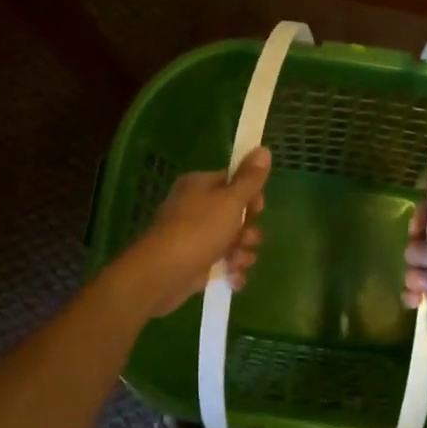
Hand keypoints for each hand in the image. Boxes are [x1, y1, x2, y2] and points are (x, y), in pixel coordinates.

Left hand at [120, 148, 269, 317]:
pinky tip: (233, 278)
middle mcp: (196, 207)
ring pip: (232, 241)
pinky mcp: (195, 262)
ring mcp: (195, 236)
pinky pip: (222, 262)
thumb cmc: (199, 230)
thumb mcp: (231, 201)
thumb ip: (250, 178)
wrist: (163, 273)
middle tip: (245, 239)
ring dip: (242, 253)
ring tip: (236, 262)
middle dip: (248, 231)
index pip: (234, 183)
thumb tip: (263, 149)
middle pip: (236, 215)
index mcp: (201, 186)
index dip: (251, 197)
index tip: (257, 209)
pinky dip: (230, 270)